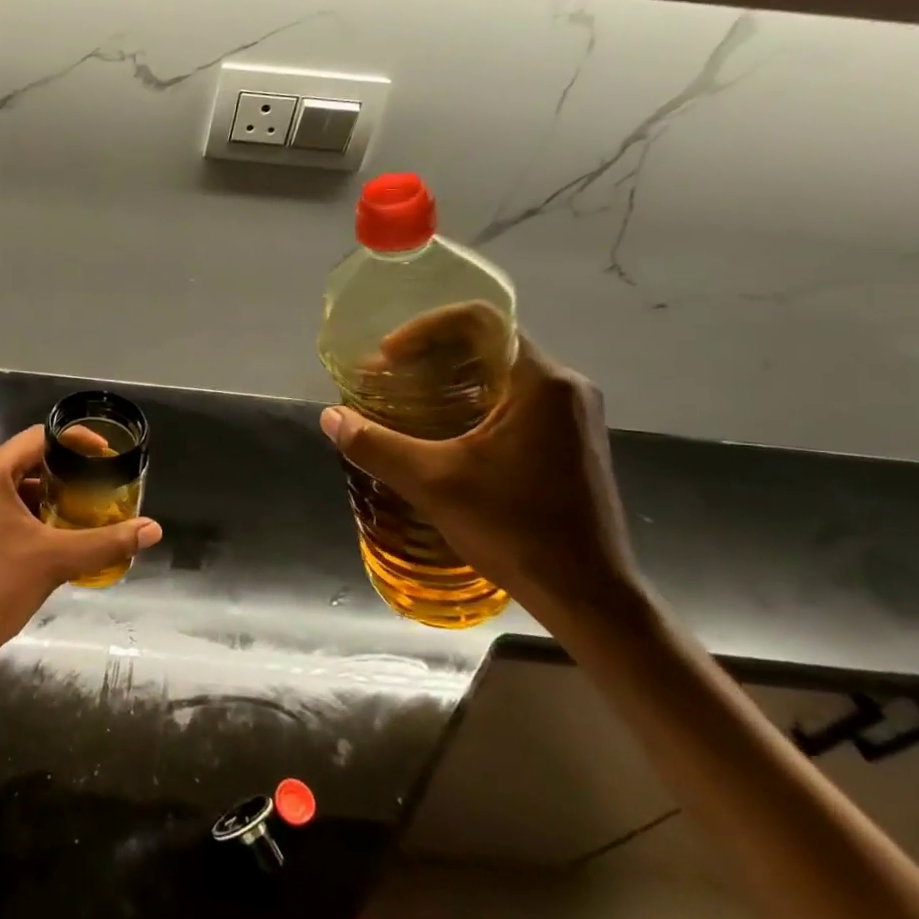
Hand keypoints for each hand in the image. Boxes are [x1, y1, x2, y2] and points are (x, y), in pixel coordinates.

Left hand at [0, 425, 162, 669]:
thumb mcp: (54, 562)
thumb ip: (105, 542)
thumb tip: (152, 529)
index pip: (37, 438)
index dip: (75, 442)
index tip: (104, 455)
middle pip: (23, 462)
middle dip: (62, 474)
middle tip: (96, 488)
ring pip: (8, 488)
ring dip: (43, 498)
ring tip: (78, 514)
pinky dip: (22, 516)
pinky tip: (46, 541)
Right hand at [319, 332, 640, 621]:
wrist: (588, 597)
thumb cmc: (516, 529)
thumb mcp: (433, 484)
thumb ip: (376, 445)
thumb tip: (330, 417)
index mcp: (542, 382)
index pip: (480, 321)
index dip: (425, 327)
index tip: (388, 357)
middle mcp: (564, 387)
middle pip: (488, 343)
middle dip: (430, 353)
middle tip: (387, 378)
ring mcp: (572, 415)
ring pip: (500, 372)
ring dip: (449, 378)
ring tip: (404, 401)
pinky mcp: (569, 440)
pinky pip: (512, 398)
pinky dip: (471, 400)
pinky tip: (440, 430)